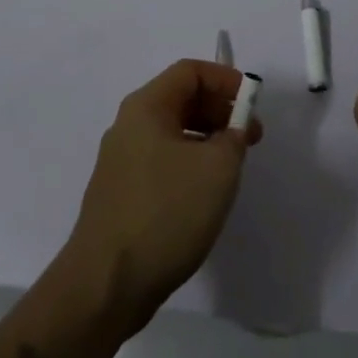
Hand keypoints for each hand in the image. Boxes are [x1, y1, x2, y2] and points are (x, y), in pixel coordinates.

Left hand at [63, 60, 262, 335]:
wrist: (105, 286)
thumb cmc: (165, 213)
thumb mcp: (217, 168)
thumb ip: (234, 137)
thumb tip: (233, 131)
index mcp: (146, 107)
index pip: (190, 72)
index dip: (225, 80)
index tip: (252, 104)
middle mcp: (129, 125)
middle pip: (180, 99)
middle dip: (219, 111)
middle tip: (249, 137)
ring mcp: (121, 162)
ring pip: (172, 133)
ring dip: (207, 139)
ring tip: (232, 166)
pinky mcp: (121, 195)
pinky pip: (162, 161)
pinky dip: (189, 164)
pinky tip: (204, 194)